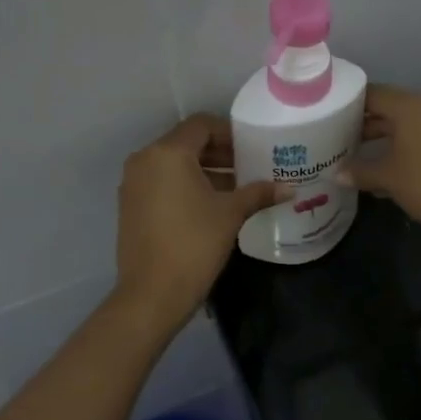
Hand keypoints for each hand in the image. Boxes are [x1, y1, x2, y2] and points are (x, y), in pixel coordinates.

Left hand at [115, 116, 278, 330]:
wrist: (152, 294)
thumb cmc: (194, 244)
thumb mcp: (231, 214)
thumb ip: (259, 193)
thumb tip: (290, 189)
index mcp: (168, 153)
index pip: (201, 125)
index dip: (229, 132)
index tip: (251, 148)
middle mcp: (145, 160)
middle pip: (186, 143)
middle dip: (218, 152)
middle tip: (248, 166)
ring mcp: (133, 183)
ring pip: (173, 164)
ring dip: (203, 170)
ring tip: (235, 188)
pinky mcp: (130, 205)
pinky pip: (161, 182)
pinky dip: (184, 185)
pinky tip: (210, 205)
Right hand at [341, 84, 420, 240]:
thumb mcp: (388, 178)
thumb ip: (360, 172)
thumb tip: (336, 174)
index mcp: (408, 107)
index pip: (371, 93)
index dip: (348, 102)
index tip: (327, 114)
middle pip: (387, 108)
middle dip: (362, 122)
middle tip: (335, 136)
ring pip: (402, 125)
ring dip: (380, 137)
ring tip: (354, 153)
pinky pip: (417, 138)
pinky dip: (398, 147)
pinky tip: (384, 169)